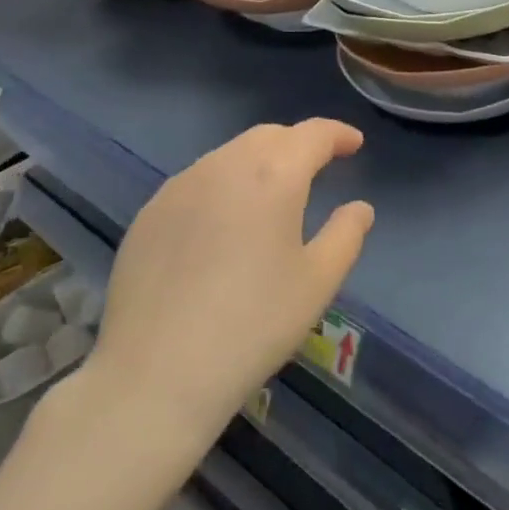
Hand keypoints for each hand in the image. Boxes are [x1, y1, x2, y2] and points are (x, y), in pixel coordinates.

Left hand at [78, 120, 373, 437]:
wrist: (155, 375)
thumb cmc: (253, 325)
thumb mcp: (318, 282)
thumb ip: (346, 235)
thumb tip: (359, 208)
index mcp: (273, 175)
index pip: (313, 134)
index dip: (338, 134)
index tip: (354, 144)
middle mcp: (224, 166)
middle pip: (269, 137)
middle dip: (298, 144)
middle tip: (318, 167)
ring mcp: (180, 187)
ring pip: (229, 155)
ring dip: (258, 162)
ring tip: (271, 194)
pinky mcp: (149, 214)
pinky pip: (197, 181)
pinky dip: (222, 185)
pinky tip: (223, 222)